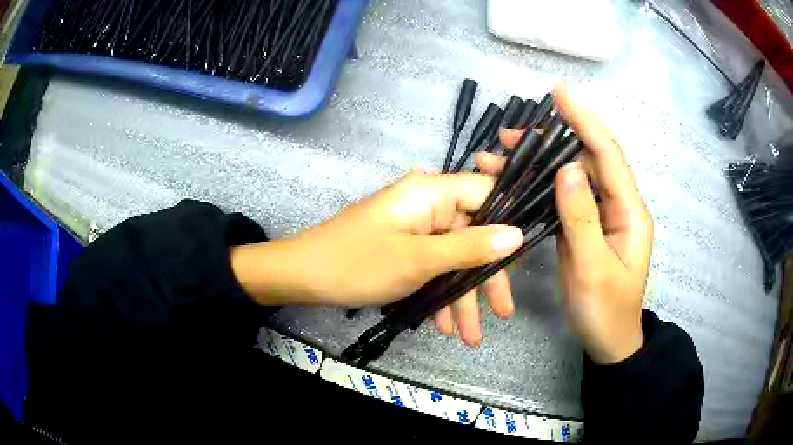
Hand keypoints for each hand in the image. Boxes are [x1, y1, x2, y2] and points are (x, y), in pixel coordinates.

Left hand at [230, 173, 522, 346]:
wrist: (303, 277)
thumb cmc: (359, 264)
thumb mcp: (419, 260)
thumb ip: (470, 247)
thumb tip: (517, 234)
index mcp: (432, 192)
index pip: (487, 191)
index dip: (509, 220)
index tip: (525, 257)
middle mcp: (428, 204)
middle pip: (473, 234)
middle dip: (485, 278)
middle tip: (502, 313)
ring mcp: (415, 227)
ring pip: (452, 258)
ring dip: (461, 297)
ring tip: (470, 337)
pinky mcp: (404, 247)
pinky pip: (432, 267)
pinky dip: (438, 294)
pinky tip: (443, 325)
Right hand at [477, 86, 652, 363]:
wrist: (608, 340)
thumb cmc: (605, 310)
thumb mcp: (592, 269)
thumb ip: (582, 219)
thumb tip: (567, 170)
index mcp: (630, 212)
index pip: (608, 156)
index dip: (585, 122)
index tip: (560, 94)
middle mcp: (617, 204)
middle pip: (587, 159)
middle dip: (552, 141)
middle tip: (511, 135)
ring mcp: (600, 214)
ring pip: (572, 175)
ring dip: (540, 162)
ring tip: (503, 153)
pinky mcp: (584, 225)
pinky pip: (563, 196)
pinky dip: (539, 184)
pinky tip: (515, 180)